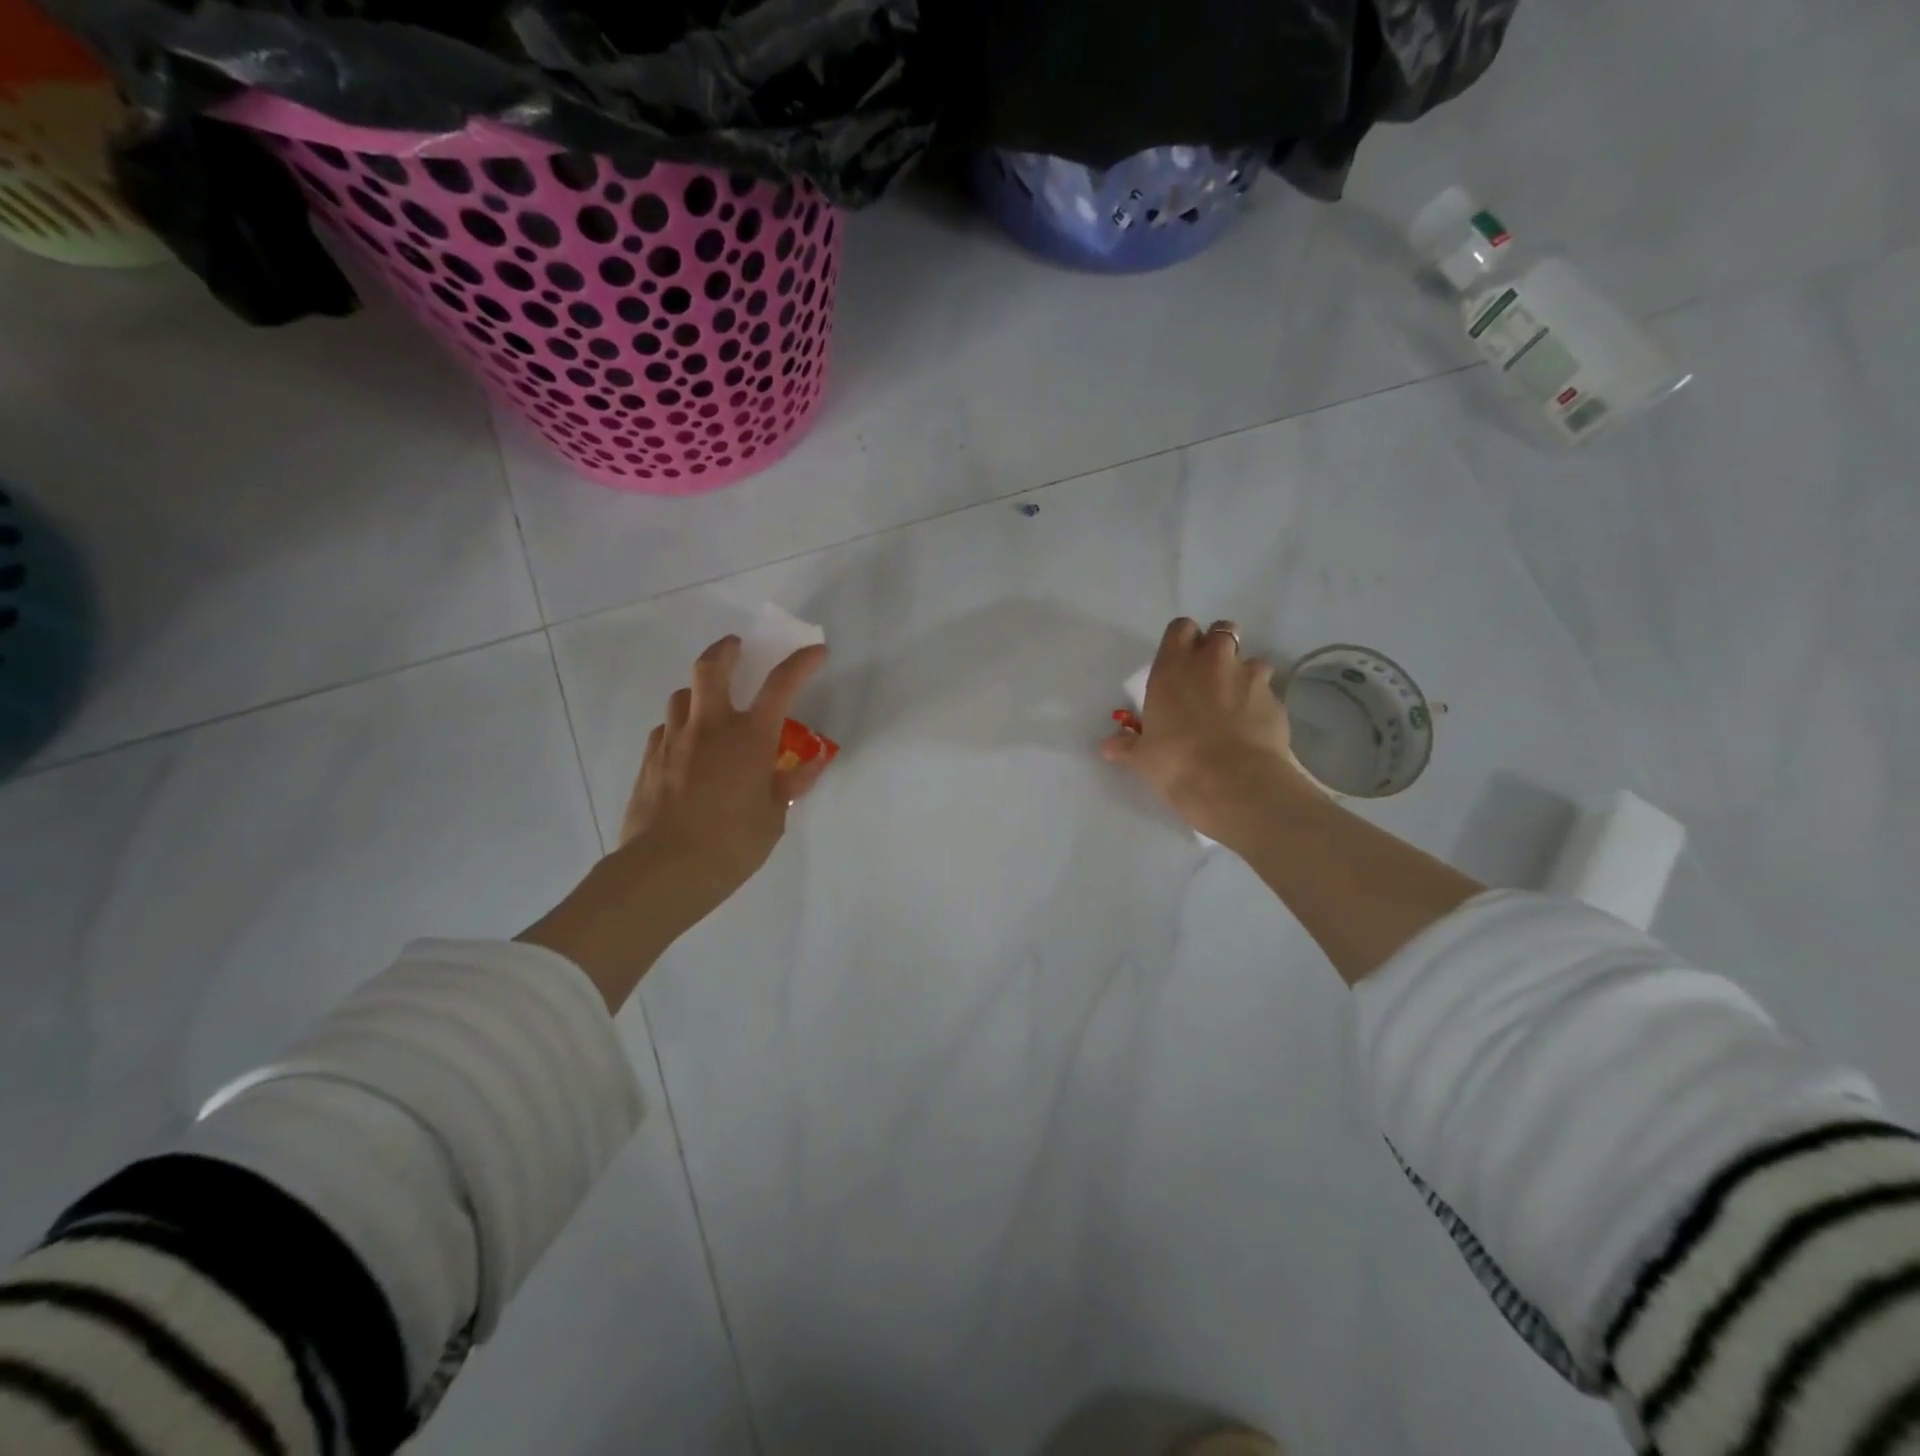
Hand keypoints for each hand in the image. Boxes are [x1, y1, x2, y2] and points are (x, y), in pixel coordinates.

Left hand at [519, 635, 829, 1009]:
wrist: (665, 870)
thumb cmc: (731, 844)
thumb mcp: (773, 817)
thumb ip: (789, 785)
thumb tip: (809, 765)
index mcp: (749, 738)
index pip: (781, 685)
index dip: (801, 662)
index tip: (816, 650)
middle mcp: (710, 728)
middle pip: (712, 668)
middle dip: (727, 650)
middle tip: (737, 648)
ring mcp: (674, 741)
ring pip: (682, 695)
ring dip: (699, 692)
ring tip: (710, 706)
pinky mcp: (649, 760)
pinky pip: (665, 729)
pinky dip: (680, 728)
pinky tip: (686, 749)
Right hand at [1102, 617, 1317, 846]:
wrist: (1233, 782)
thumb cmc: (1175, 762)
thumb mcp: (1142, 757)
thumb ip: (1126, 745)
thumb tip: (1108, 746)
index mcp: (1173, 666)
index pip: (1180, 628)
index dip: (1182, 640)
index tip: (1179, 660)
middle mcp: (1213, 661)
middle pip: (1222, 630)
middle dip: (1217, 647)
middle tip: (1208, 676)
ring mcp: (1249, 677)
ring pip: (1251, 660)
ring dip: (1243, 675)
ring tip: (1236, 705)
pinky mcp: (1276, 699)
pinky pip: (1269, 692)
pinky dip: (1261, 704)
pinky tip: (1253, 728)